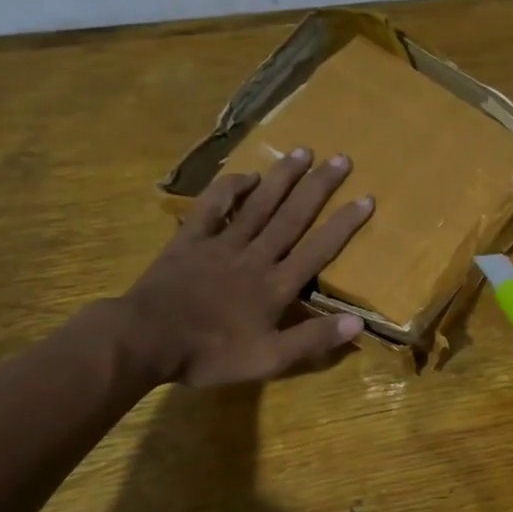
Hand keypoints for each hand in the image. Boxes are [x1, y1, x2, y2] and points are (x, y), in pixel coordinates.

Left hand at [115, 148, 373, 387]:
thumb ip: (312, 339)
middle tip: (340, 159)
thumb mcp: (269, 360)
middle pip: (292, 216)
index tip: (366, 198)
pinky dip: (230, 189)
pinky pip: (212, 208)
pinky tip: (247, 175)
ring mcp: (221, 244)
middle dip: (318, 187)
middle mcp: (255, 256)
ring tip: (303, 151)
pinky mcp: (190, 241)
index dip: (343, 224)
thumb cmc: (211, 354)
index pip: (318, 250)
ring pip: (258, 205)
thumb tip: (358, 322)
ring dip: (282, 178)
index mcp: (276, 286)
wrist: (146, 340)